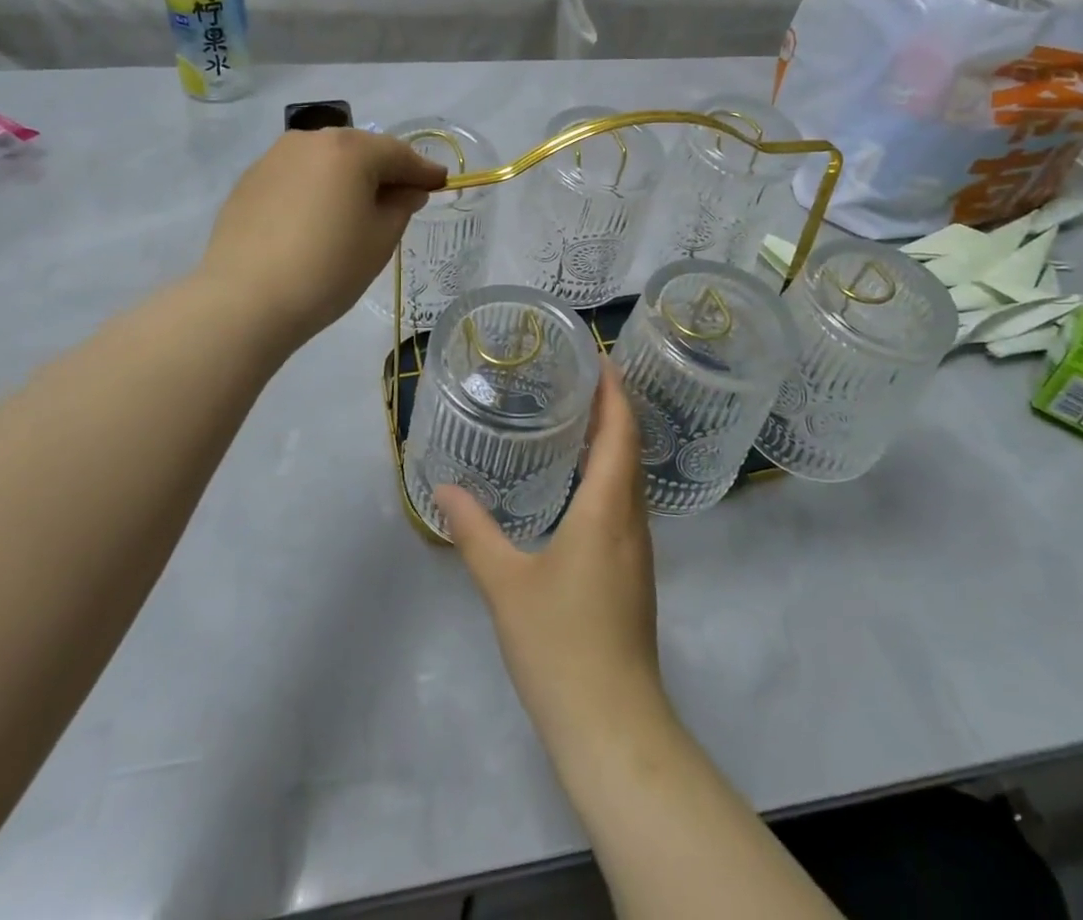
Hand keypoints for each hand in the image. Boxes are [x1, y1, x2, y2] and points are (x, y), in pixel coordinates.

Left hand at [199, 129, 446, 347]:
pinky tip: (317, 218)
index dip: (423, 171)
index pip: (398, 154)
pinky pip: (297, 177)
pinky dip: (316, 189)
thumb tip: (407, 189)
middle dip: (384, 171)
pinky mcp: (249, 181)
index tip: (441, 183)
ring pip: (325, 161)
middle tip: (402, 197)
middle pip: (360, 150)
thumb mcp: (380, 239)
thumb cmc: (328, 269)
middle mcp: (310, 140)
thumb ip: (401, 205)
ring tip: (358, 209)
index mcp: (349, 149)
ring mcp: (274, 158)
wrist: (245, 300)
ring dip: (347, 178)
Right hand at [438, 363, 667, 744]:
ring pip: (631, 478)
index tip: (601, 356)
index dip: (615, 391)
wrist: (613, 726)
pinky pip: (625, 504)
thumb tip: (444, 488)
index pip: (621, 432)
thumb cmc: (561, 644)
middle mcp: (631, 521)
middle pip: (631, 449)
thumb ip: (474, 532)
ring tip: (578, 419)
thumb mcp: (506, 583)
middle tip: (579, 378)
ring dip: (614, 442)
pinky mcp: (633, 575)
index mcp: (607, 509)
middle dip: (613, 408)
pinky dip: (609, 476)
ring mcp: (637, 551)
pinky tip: (580, 485)